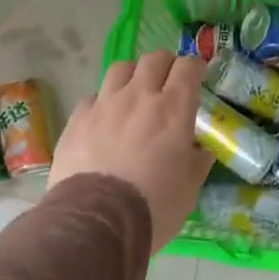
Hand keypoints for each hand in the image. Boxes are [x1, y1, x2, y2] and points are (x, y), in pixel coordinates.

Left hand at [50, 51, 213, 249]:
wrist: (96, 220)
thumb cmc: (154, 206)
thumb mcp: (189, 188)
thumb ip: (197, 161)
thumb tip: (201, 149)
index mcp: (173, 109)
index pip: (188, 67)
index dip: (195, 67)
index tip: (198, 76)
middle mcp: (139, 96)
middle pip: (154, 59)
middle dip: (165, 65)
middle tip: (168, 81)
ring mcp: (104, 104)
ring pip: (120, 69)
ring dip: (132, 76)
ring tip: (134, 93)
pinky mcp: (77, 119)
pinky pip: (93, 97)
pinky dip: (104, 102)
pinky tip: (104, 120)